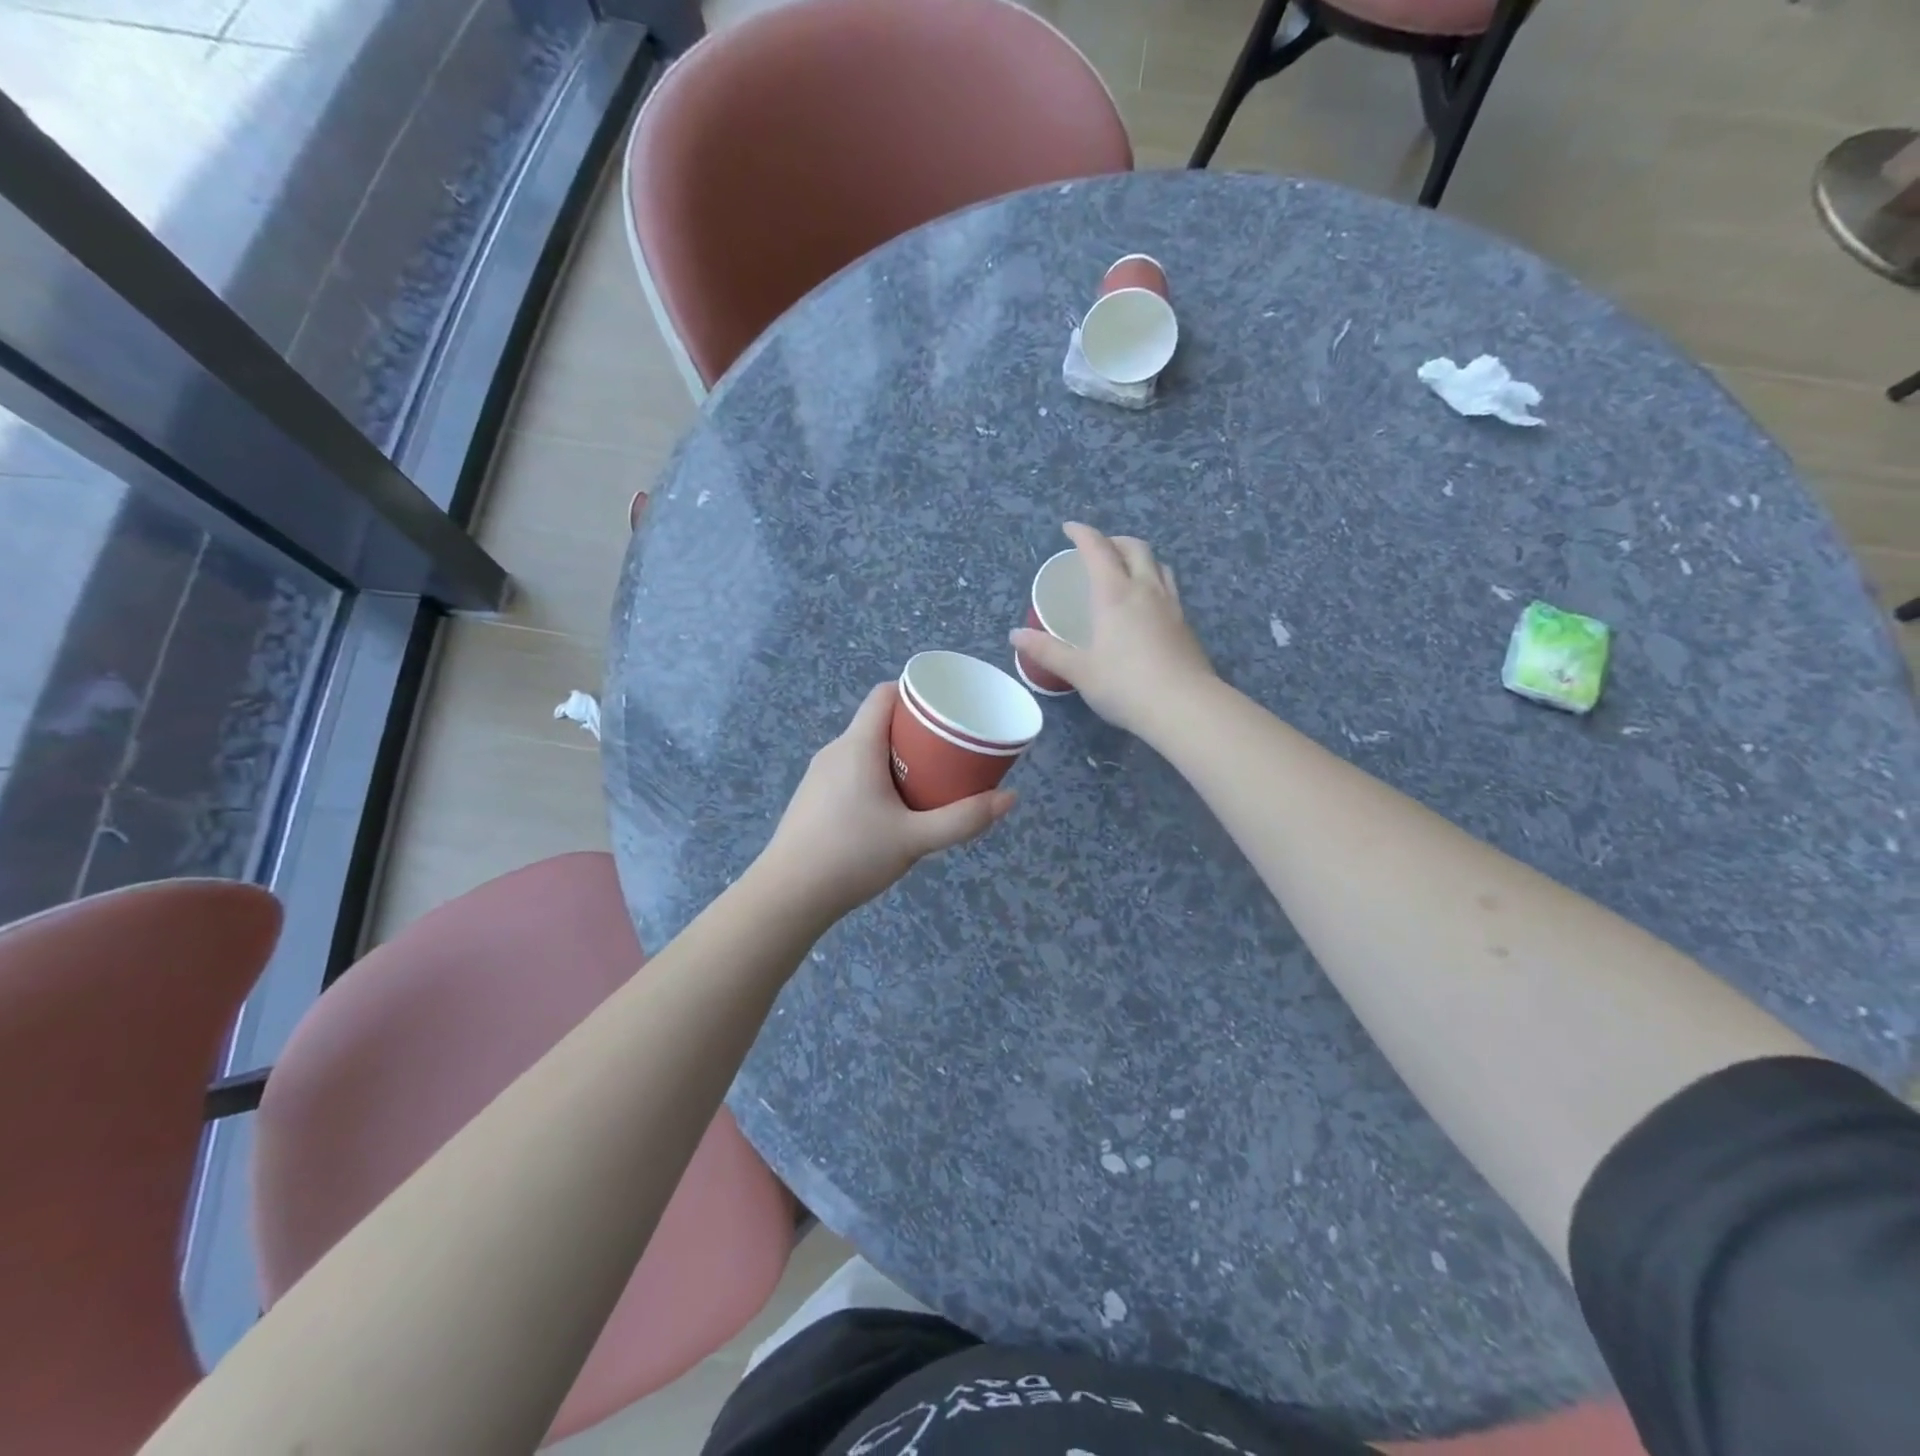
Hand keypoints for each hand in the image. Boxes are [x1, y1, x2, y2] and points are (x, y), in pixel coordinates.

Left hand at [756, 683, 1015, 923]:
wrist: (788, 895)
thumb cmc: (852, 856)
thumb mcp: (915, 839)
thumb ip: (963, 819)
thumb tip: (1010, 798)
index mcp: (858, 746)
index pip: (884, 695)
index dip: (916, 693)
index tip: (947, 709)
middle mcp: (835, 751)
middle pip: (879, 722)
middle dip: (916, 730)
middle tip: (950, 750)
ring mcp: (819, 775)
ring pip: (865, 750)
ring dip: (897, 756)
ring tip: (929, 778)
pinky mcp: (813, 798)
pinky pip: (851, 771)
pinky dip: (877, 776)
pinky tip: (893, 807)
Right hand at [1009, 522, 1215, 739]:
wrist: (1184, 707)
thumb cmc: (1124, 685)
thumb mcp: (1079, 671)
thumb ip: (1047, 651)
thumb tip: (1015, 635)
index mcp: (1114, 594)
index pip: (1098, 549)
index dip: (1082, 534)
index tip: (1070, 528)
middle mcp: (1145, 590)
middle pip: (1135, 548)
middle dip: (1114, 541)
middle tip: (1099, 548)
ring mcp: (1171, 606)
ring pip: (1159, 565)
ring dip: (1140, 558)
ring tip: (1127, 569)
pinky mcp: (1186, 625)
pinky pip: (1169, 588)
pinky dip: (1154, 582)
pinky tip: (1147, 605)